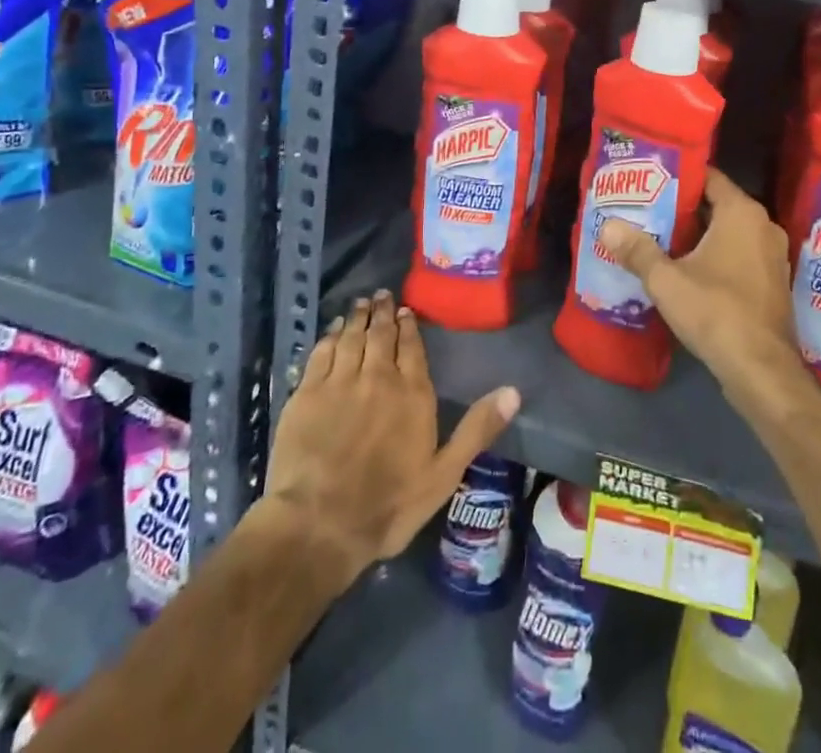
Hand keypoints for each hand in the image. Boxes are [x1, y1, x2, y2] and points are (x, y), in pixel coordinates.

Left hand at [264, 290, 519, 591]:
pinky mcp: (307, 393)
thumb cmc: (388, 505)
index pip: (412, 347)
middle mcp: (378, 377)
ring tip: (362, 303)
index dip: (409, 326)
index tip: (406, 310)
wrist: (318, 525)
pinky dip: (330, 336)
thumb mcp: (444, 474)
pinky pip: (321, 353)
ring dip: (358, 317)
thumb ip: (477, 429)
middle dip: (383, 312)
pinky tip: (334, 330)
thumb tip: (514, 391)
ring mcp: (340, 382)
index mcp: (412, 393)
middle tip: (382, 295)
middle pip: (381, 335)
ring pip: (352, 337)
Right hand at [598, 170, 806, 405]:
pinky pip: (739, 255)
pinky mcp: (772, 283)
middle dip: (683, 208)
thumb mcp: (666, 281)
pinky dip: (715, 256)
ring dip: (698, 235)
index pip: (709, 177)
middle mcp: (764, 226)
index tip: (650, 181)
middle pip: (717, 205)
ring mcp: (772, 256)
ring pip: (728, 232)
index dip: (678, 177)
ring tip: (659, 237)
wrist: (762, 371)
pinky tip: (686, 269)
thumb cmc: (715, 312)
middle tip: (646, 209)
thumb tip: (607, 226)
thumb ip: (637, 250)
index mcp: (742, 213)